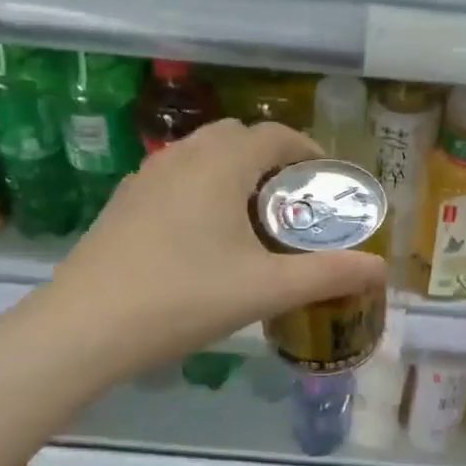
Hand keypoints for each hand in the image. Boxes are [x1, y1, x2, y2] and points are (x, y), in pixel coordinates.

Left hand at [45, 119, 386, 385]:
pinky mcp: (124, 202)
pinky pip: (175, 176)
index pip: (275, 136)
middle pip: (237, 137)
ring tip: (250, 218)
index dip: (308, 151)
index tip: (327, 180)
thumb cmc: (183, 298)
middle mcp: (183, 156)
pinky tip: (202, 236)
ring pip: (202, 155)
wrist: (83, 328)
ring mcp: (146, 177)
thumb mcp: (265, 289)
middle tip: (291, 202)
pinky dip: (201, 187)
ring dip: (233, 172)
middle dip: (271, 159)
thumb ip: (327, 275)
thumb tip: (381, 270)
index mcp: (221, 164)